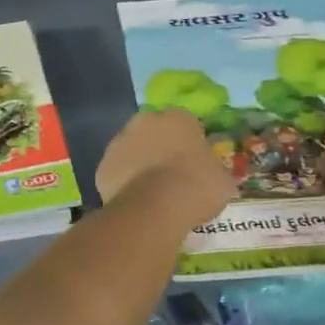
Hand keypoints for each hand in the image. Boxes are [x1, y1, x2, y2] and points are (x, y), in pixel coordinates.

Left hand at [95, 109, 235, 226]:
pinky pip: (117, 173)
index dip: (190, 144)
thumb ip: (214, 170)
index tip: (195, 164)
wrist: (155, 207)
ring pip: (132, 150)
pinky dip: (124, 184)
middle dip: (161, 149)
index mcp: (178, 117)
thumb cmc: (196, 187)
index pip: (186, 124)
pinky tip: (136, 202)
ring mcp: (119, 141)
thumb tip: (214, 175)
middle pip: (154, 132)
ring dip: (140, 164)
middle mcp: (145, 121)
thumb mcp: (222, 180)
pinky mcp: (102, 166)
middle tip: (172, 176)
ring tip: (153, 193)